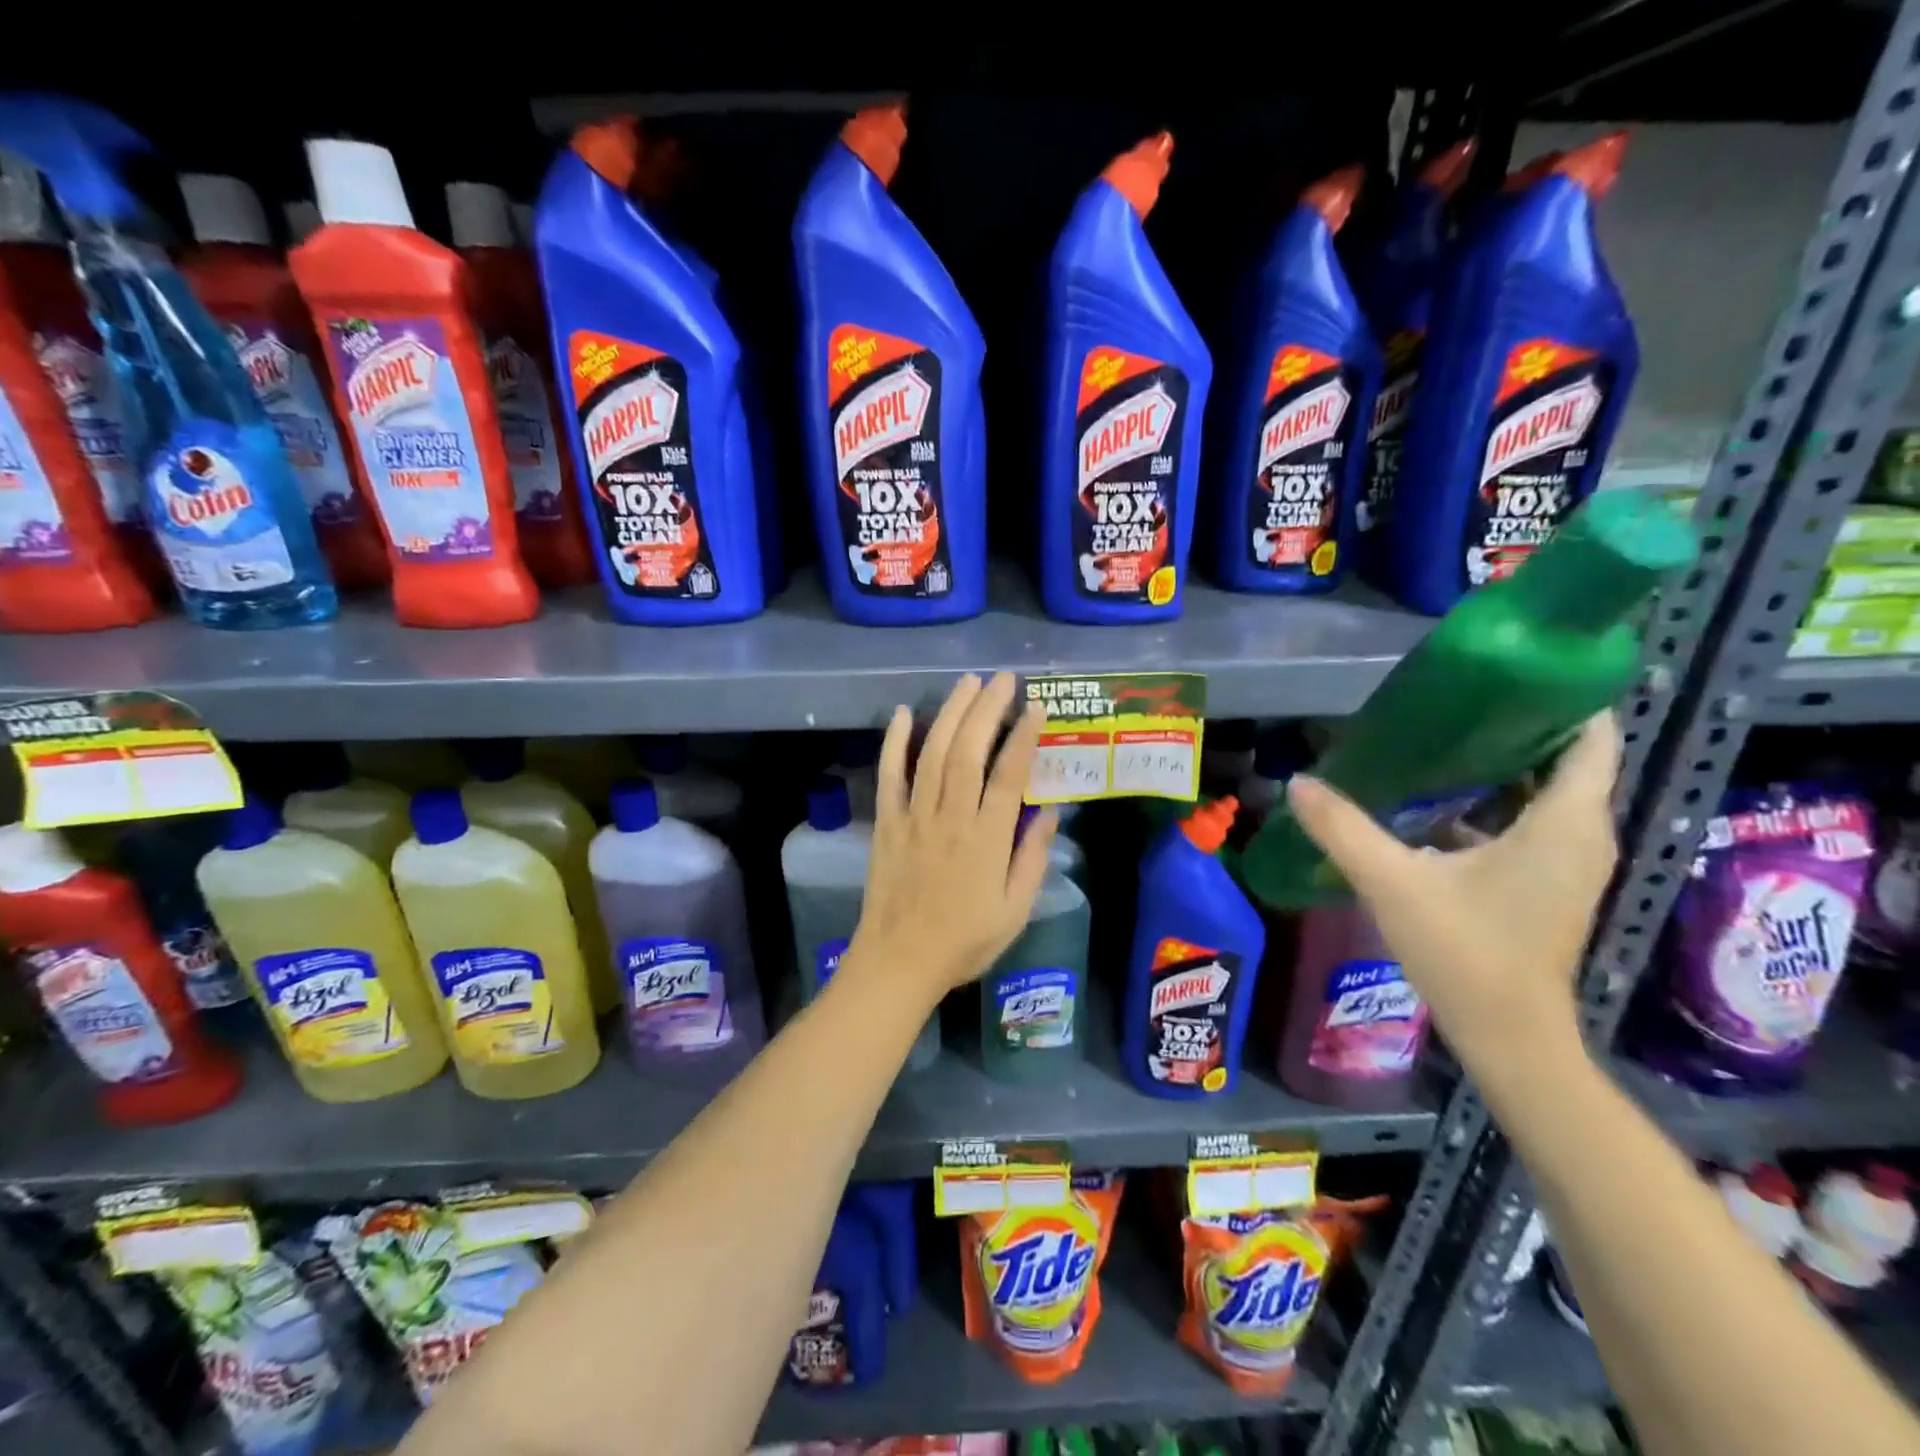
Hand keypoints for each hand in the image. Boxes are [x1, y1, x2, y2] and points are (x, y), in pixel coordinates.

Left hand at [845, 673, 1058, 1006]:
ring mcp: (914, 817)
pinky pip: (889, 776)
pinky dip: (895, 743)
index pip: (1009, 774)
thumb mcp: (1014, 910)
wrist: (899, 962)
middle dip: (987, 709)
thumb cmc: (964, 941)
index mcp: (986, 839)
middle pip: (968, 751)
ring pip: (933, 754)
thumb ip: (1032, 857)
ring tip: (967, 683)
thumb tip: (1050, 810)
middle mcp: (950, 817)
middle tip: (1003, 679)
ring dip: (950, 713)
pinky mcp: (886, 823)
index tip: (1035, 706)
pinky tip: (905, 714)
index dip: (1023, 736)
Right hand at [1285, 713, 1621, 1074]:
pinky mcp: (1550, 883)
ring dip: (1502, 762)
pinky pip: (1532, 821)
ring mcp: (1569, 862)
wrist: (1509, 1037)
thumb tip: (1299, 782)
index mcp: (1564, 822)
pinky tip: (1439, 799)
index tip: (1510, 665)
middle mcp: (1581, 834)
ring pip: (1546, 791)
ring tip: (1441, 736)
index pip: (1591, 737)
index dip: (1563, 695)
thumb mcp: (1393, 883)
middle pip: (1565, 758)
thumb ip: (1343, 829)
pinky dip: (1496, 800)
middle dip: (1516, 723)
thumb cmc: (1465, 953)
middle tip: (1453, 697)